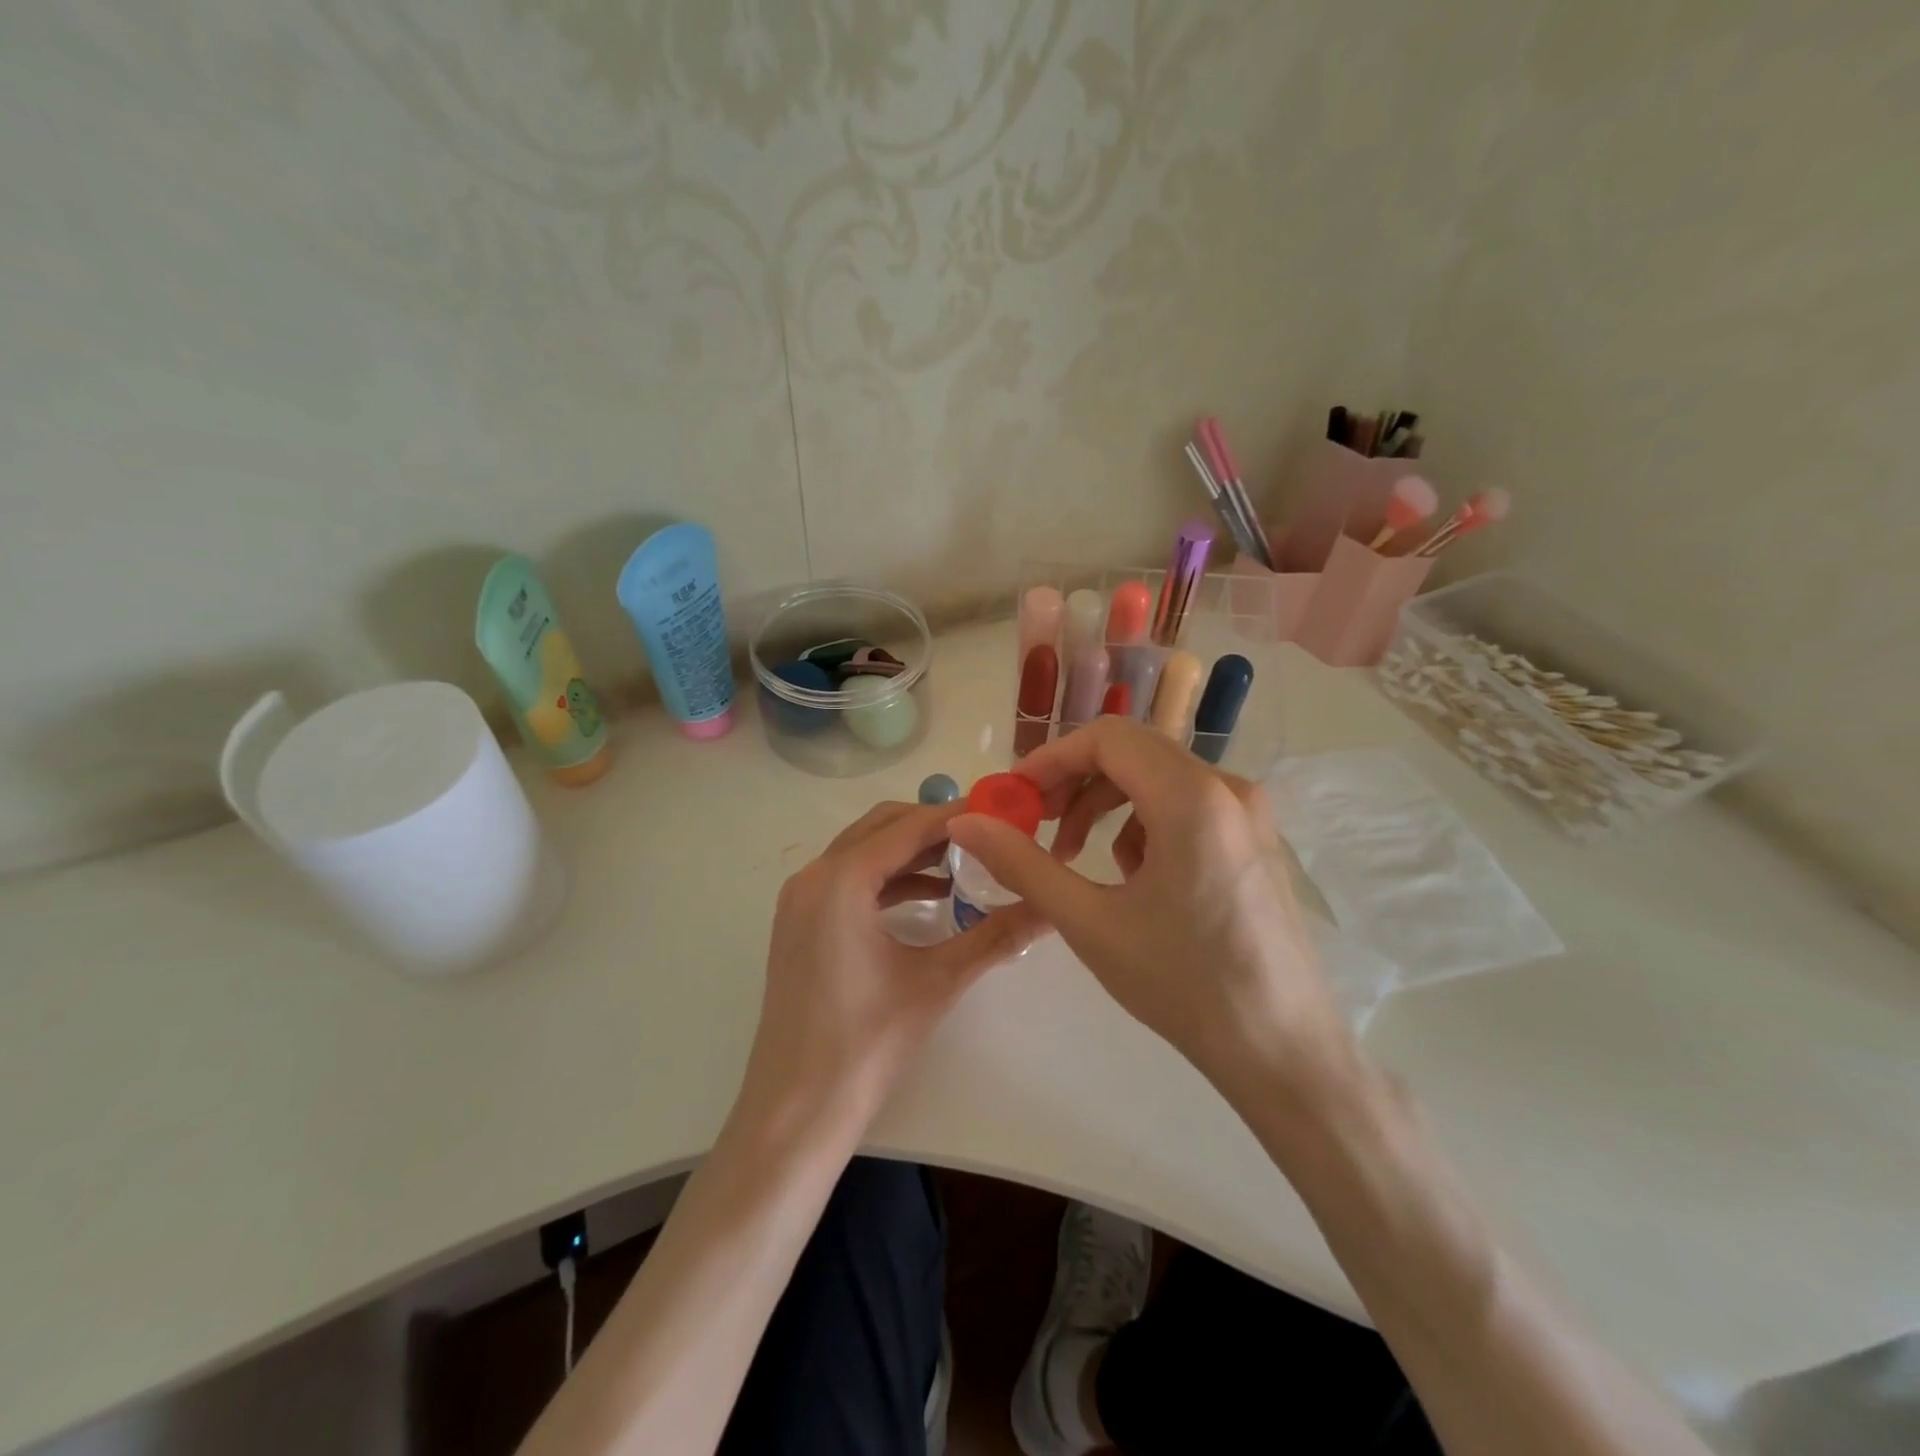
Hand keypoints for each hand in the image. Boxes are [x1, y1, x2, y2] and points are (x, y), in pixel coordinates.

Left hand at [739, 800, 1044, 1135]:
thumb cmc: (866, 1044)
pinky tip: (930, 898)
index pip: (909, 826)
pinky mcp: (799, 924)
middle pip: (881, 827)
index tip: (1002, 813)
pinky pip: (848, 880)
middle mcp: (813, 877)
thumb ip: (996, 936)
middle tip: (987, 837)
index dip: (958, 816)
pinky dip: (888, 878)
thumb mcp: (938, 982)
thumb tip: (1050, 908)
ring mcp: (799, 900)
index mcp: (841, 880)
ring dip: (911, 852)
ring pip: (863, 851)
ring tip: (966, 866)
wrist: (795, 1111)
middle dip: (934, 827)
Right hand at [946, 717, 1353, 1100]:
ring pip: (1159, 778)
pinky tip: (1135, 878)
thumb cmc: (1183, 986)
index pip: (1107, 738)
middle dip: (1075, 783)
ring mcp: (1250, 813)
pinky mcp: (1257, 839)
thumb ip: (1021, 863)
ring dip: (1107, 805)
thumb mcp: (1088, 922)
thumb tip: (964, 822)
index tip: (1016, 798)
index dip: (1051, 759)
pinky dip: (1145, 824)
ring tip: (1080, 860)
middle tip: (1037, 825)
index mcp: (1192, 798)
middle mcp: (1229, 788)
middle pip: (1133, 752)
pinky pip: (1187, 805)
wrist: (1284, 1053)